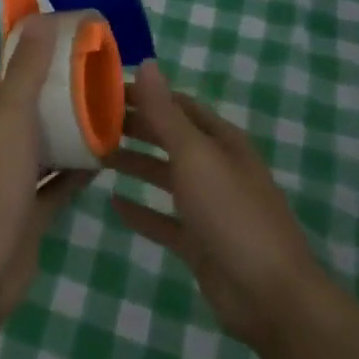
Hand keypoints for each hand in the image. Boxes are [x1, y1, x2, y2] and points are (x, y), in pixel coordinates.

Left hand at [0, 15, 89, 322]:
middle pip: (34, 113)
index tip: (81, 51)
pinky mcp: (30, 212)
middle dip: (64, 98)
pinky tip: (106, 160)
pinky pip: (57, 184)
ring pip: (47, 148)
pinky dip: (78, 171)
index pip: (16, 79)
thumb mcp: (11, 116)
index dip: (44, 63)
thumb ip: (26, 71)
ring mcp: (12, 181)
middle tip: (106, 85)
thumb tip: (39, 19)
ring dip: (72, 133)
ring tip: (111, 116)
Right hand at [108, 60, 323, 352]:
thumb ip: (166, 113)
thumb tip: (147, 63)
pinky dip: (141, 210)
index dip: (144, 94)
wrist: (269, 295)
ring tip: (95, 155)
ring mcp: (209, 207)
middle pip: (170, 138)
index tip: (103, 89)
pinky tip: (113, 203)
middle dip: (135, 126)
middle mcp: (216, 168)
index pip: (178, 105)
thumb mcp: (195, 155)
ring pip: (165, 176)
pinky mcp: (199, 242)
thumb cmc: (231, 213)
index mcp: (221, 141)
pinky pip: (163, 220)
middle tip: (89, 120)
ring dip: (134, 164)